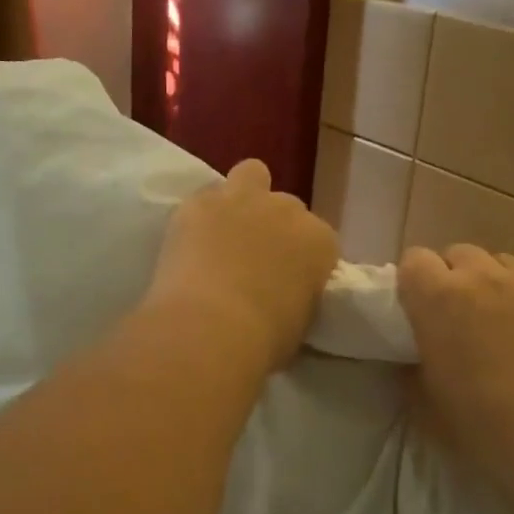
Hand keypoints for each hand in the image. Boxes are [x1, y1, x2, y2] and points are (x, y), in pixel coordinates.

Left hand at [145, 160, 338, 369]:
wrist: (211, 328)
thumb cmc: (264, 339)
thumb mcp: (301, 321)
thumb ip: (299, 294)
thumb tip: (286, 295)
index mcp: (320, 241)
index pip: (321, 240)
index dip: (304, 258)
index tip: (291, 279)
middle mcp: (288, 210)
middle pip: (287, 207)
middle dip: (275, 227)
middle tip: (256, 259)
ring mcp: (243, 199)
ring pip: (252, 174)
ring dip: (244, 197)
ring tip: (227, 229)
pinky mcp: (199, 202)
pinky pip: (205, 197)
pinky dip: (202, 215)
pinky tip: (192, 240)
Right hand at [397, 245, 513, 513]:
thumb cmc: (484, 427)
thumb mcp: (427, 408)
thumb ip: (412, 372)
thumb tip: (415, 358)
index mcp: (438, 299)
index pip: (414, 260)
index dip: (415, 283)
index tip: (420, 310)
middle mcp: (481, 277)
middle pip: (459, 254)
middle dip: (456, 278)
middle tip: (462, 317)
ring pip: (503, 262)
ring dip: (496, 283)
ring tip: (506, 320)